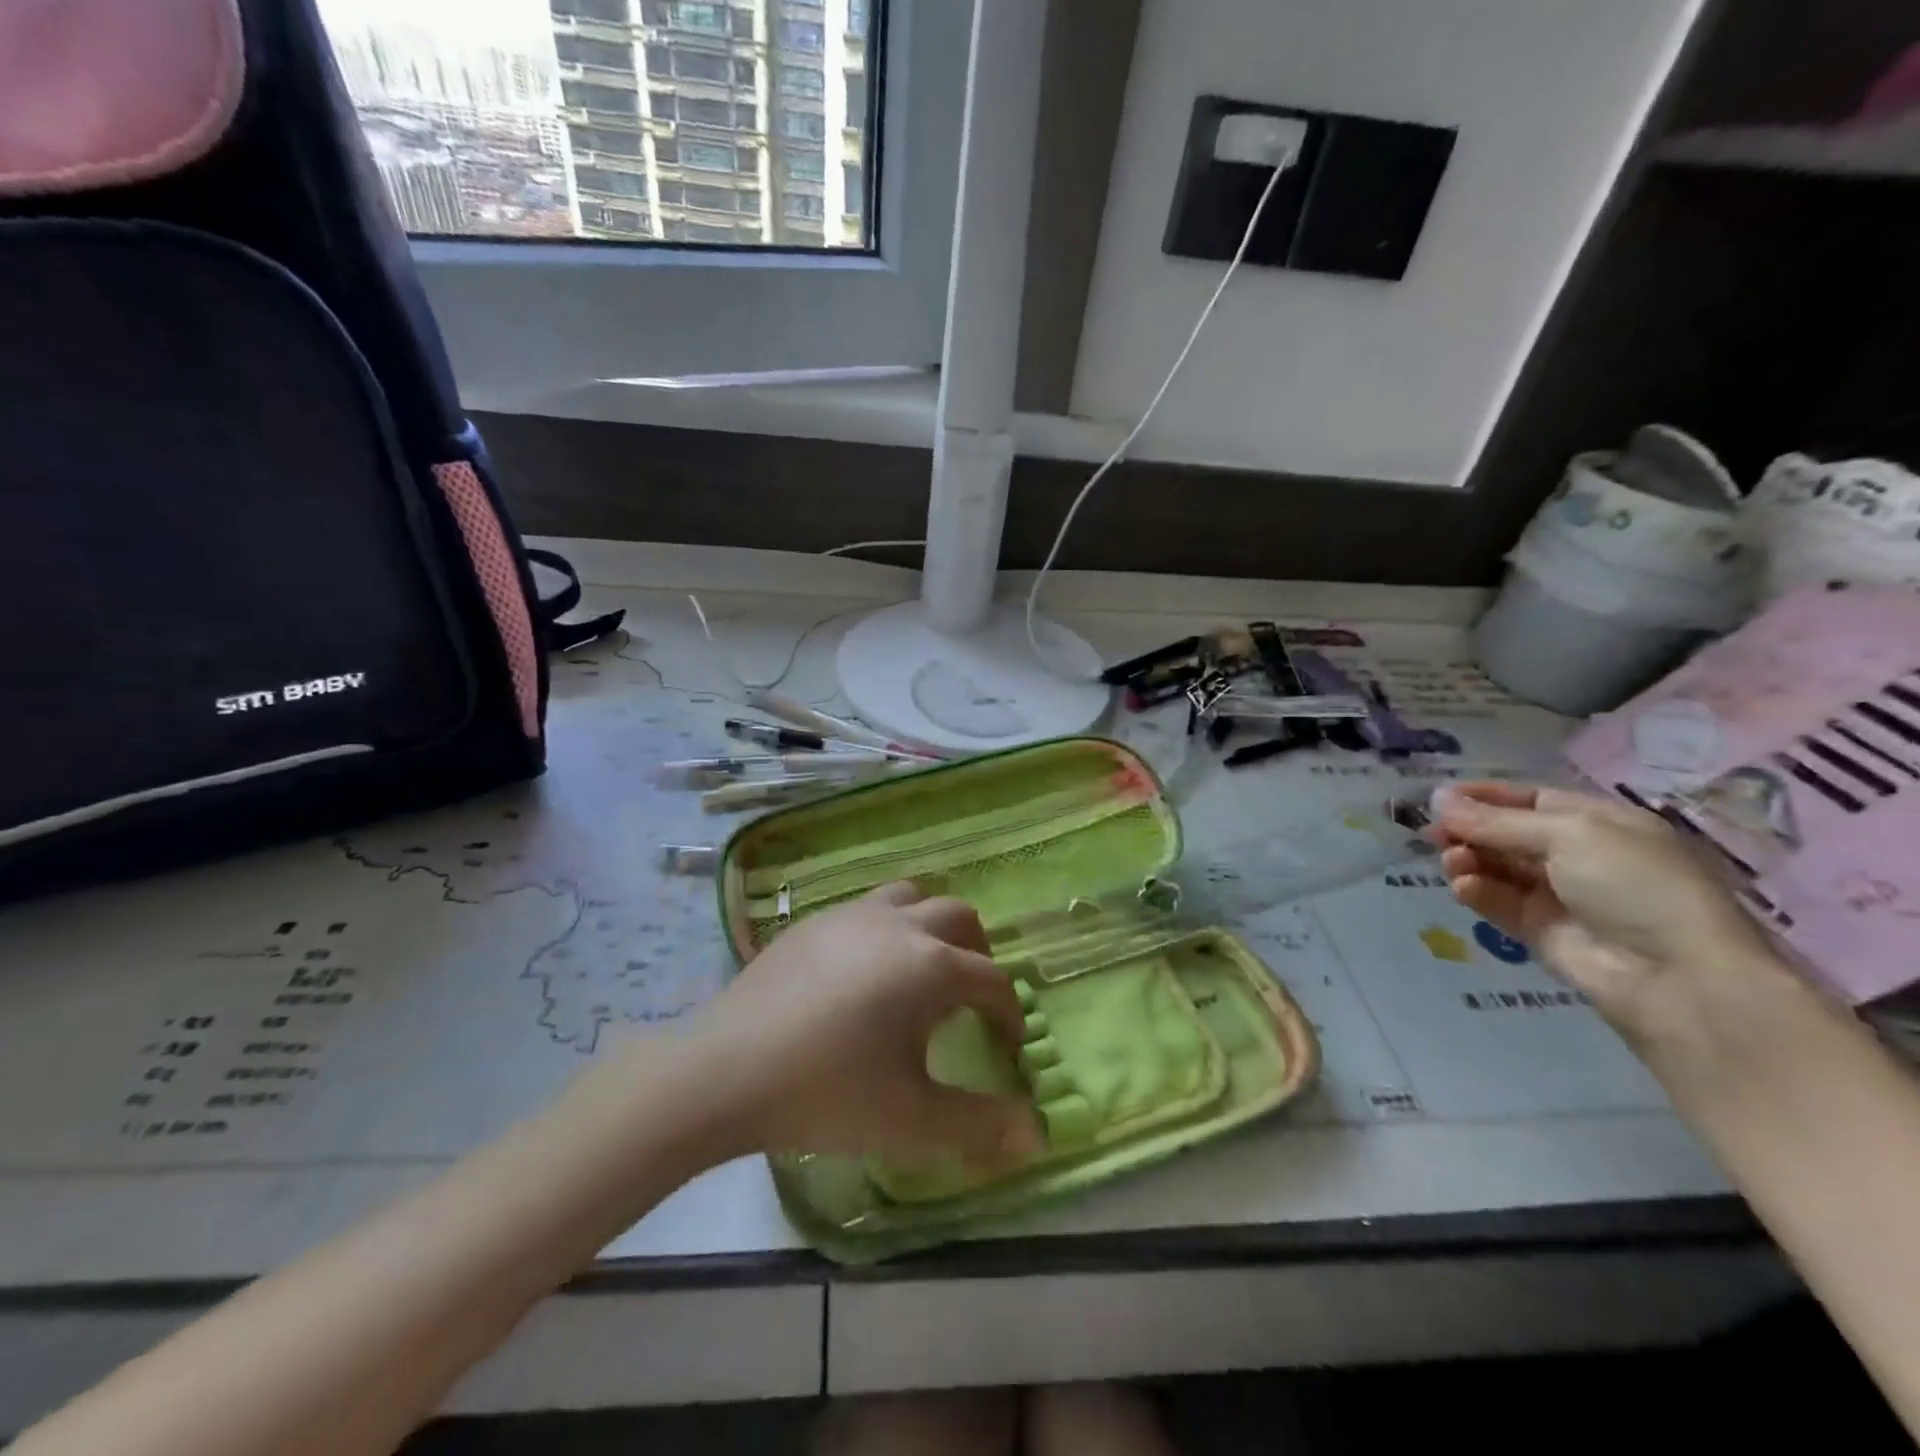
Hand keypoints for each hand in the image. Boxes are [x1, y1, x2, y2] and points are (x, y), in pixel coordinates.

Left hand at [684, 883, 1044, 1163]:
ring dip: (931, 927)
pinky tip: (861, 974)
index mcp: (932, 966)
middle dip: (978, 954)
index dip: (1009, 1014)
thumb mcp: (913, 1120)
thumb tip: (1037, 1134)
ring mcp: (852, 915)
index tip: (1006, 1046)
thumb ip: (981, 1126)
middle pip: (960, 918)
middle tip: (971, 998)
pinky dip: (886, 929)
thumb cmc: (828, 1094)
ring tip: (920, 971)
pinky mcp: (812, 921)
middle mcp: (899, 925)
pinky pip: (866, 909)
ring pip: (911, 898)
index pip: (993, 980)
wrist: (725, 1071)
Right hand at [1430, 782, 1772, 1027]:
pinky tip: (1463, 887)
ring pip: (1497, 868)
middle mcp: (1578, 856)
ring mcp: (1559, 896)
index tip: (1440, 798)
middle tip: (1432, 832)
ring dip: (1468, 859)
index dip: (1485, 796)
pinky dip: (1476, 892)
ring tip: (1451, 862)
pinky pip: (1498, 903)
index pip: (1530, 800)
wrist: (1677, 978)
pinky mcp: (1540, 931)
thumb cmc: (1635, 885)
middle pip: (1507, 834)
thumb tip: (1438, 798)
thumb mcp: (1568, 835)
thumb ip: (1497, 821)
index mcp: (1599, 823)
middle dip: (1469, 830)